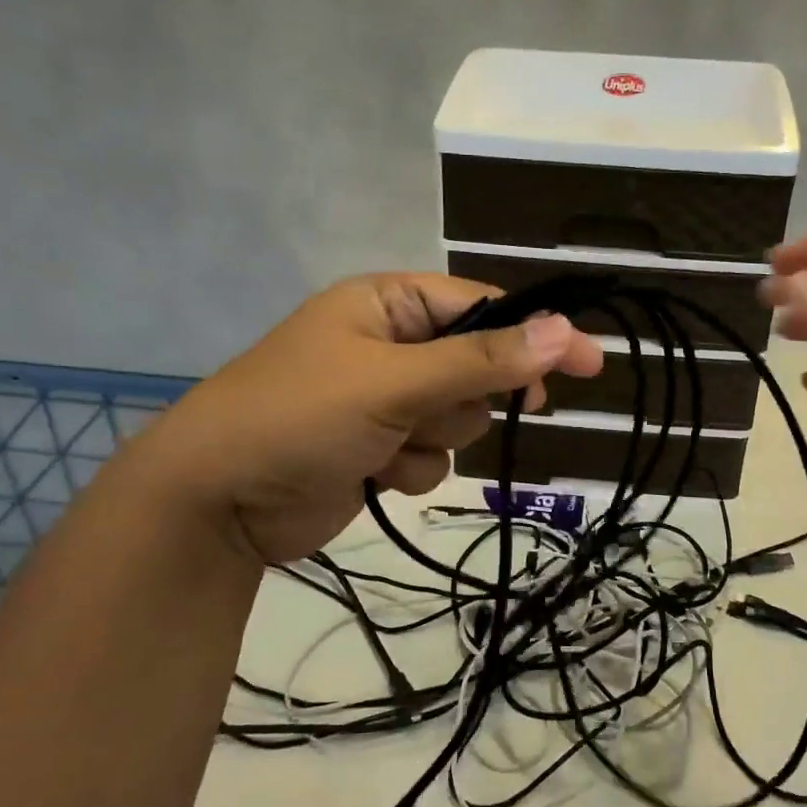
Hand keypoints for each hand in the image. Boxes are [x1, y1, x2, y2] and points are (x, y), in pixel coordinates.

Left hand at [118, 274, 602, 565]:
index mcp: (389, 305)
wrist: (216, 502)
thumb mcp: (395, 382)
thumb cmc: (299, 417)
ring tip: (383, 445)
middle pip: (478, 368)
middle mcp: (391, 345)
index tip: (590, 364)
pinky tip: (370, 473)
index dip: (537, 335)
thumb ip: (481, 360)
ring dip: (434, 439)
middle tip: (432, 414)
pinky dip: (411, 469)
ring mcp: (385, 400)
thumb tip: (565, 331)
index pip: (484, 309)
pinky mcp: (379, 447)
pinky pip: (434, 455)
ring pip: (460, 418)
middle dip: (461, 400)